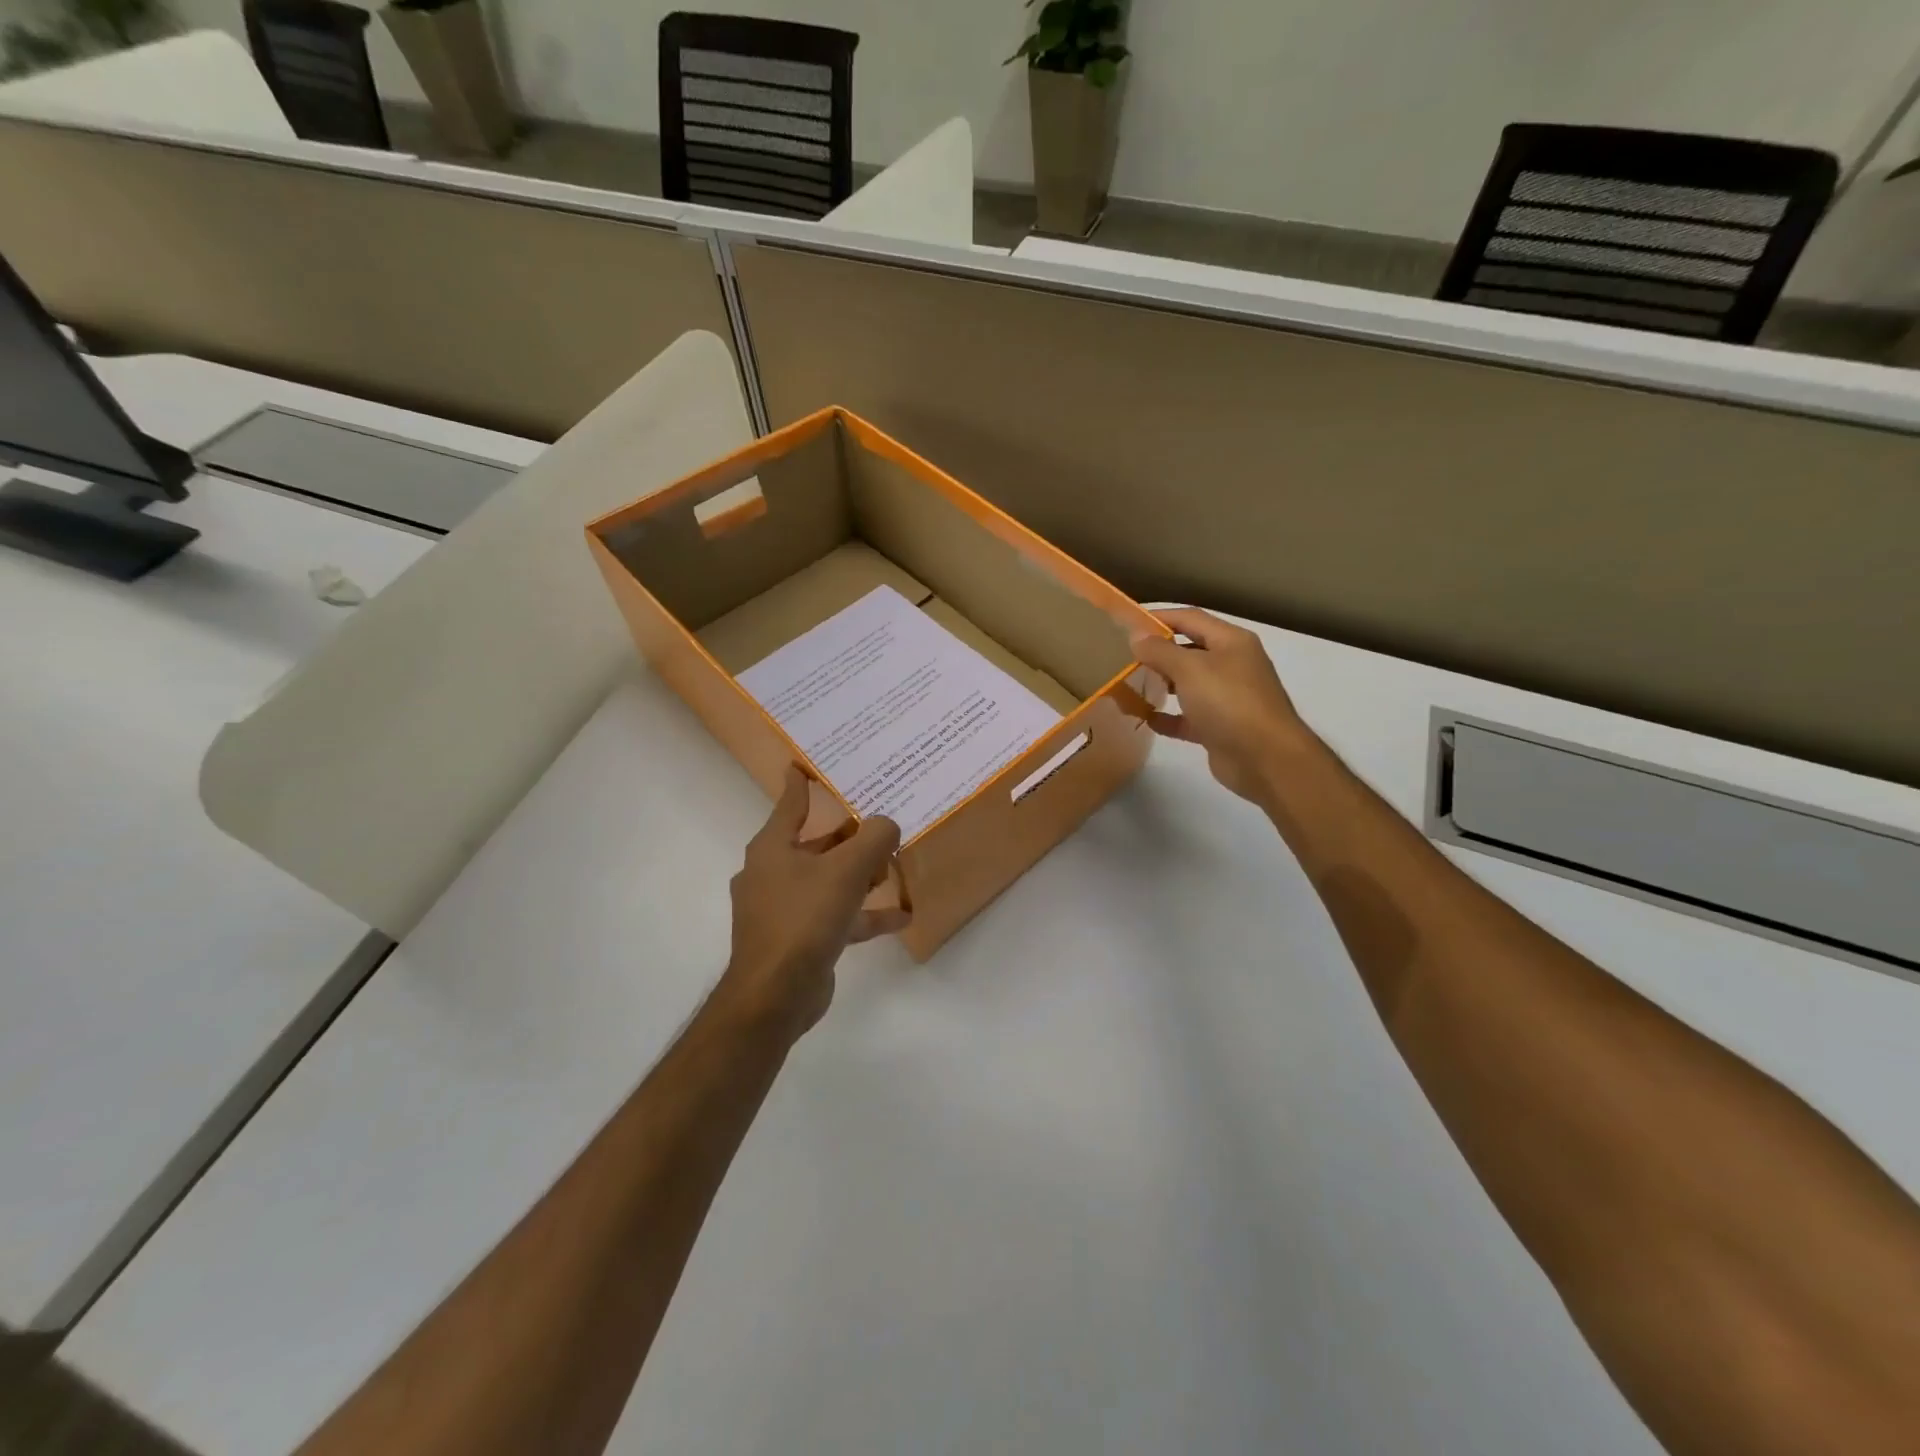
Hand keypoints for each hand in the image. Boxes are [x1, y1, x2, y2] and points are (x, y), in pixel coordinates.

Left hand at [719, 766, 908, 1039]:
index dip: (800, 783)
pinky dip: (863, 914)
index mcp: (773, 848)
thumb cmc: (804, 918)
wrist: (775, 993)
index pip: (790, 804)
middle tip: (879, 823)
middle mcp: (773, 873)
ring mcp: (783, 908)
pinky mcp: (798, 938)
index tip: (803, 764)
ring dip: (860, 876)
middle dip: (849, 837)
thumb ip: (873, 839)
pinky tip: (900, 917)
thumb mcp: (846, 870)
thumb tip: (886, 824)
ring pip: (828, 881)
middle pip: (817, 845)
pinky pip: (835, 916)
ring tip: (893, 869)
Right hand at [1131, 608, 1316, 806]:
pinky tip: (1145, 718)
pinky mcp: (1220, 728)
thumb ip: (1159, 650)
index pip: (1190, 618)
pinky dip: (1168, 717)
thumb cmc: (1229, 702)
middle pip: (1189, 650)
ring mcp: (1228, 698)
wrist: (1265, 759)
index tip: (1127, 622)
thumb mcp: (1190, 669)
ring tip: (1130, 684)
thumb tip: (1136, 635)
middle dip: (1158, 651)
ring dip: (1161, 683)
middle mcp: (1232, 665)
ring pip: (1188, 684)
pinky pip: (1188, 717)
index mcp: (1231, 642)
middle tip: (1124, 656)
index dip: (1159, 617)